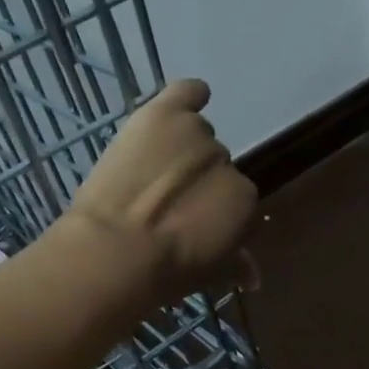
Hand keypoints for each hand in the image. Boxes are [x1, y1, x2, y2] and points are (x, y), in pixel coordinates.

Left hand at [62, 80, 257, 307]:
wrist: (114, 251)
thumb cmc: (163, 273)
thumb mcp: (206, 276)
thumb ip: (234, 265)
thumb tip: (253, 276)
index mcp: (245, 202)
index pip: (237, 203)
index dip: (213, 214)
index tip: (192, 227)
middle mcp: (227, 162)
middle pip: (216, 167)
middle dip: (197, 184)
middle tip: (166, 204)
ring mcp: (196, 133)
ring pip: (196, 136)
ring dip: (181, 150)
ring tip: (151, 171)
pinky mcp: (164, 115)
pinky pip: (187, 92)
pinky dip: (189, 95)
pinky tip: (183, 103)